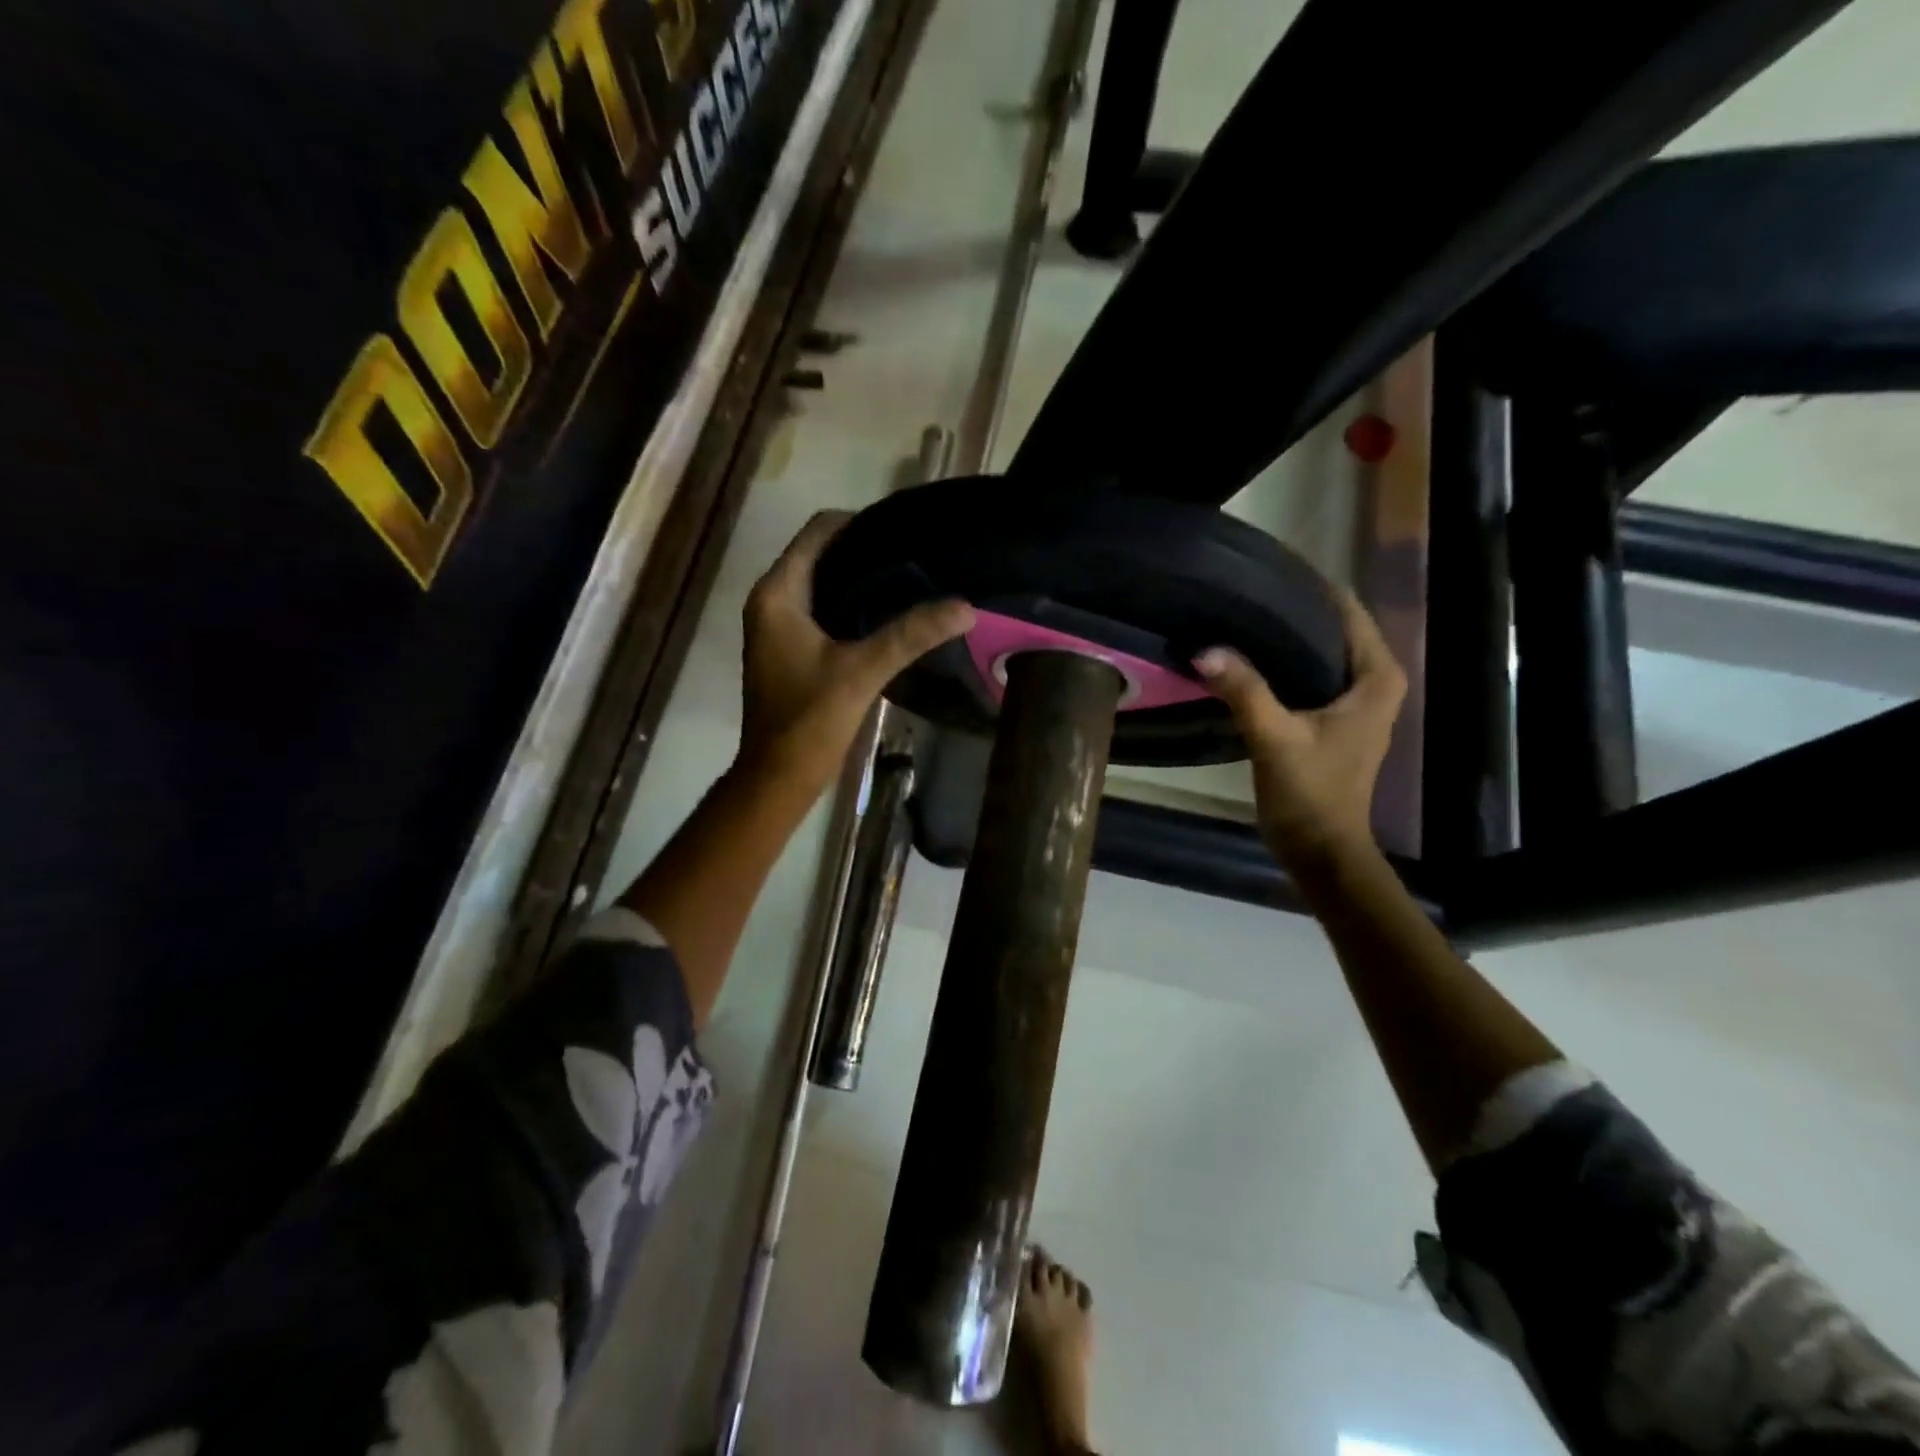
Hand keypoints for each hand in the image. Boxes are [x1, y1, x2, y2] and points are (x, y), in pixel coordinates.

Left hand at [738, 511, 972, 796]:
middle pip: (821, 555)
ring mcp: (779, 626)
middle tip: (917, 553)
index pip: (818, 532)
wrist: (779, 776)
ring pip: (824, 584)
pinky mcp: (792, 648)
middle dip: (866, 550)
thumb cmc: (809, 720)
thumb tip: (965, 606)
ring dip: (862, 579)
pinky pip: (824, 610)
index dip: (860, 522)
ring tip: (912, 578)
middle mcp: (772, 601)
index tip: (906, 528)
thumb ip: (911, 635)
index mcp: (778, 594)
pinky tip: (890, 615)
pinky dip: (854, 606)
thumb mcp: (862, 671)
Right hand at [1193, 588, 1406, 876]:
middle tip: (1239, 591)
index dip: (1308, 586)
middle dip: (1289, 608)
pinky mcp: (1332, 719)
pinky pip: (1306, 673)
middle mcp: (1373, 681)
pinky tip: (1245, 657)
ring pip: (1317, 650)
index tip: (1263, 568)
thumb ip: (1244, 690)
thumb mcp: (1274, 738)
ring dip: (1282, 636)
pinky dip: (1280, 662)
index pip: (1346, 609)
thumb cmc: (1311, 794)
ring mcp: (1354, 701)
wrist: (1320, 851)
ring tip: (1237, 615)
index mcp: (1376, 677)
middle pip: (1331, 626)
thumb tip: (1204, 649)